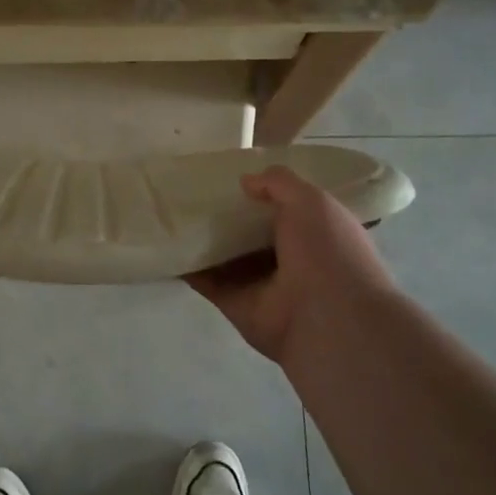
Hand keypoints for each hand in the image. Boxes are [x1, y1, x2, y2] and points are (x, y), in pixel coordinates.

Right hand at [186, 166, 400, 362]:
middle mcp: (288, 259)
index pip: (285, 208)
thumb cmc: (328, 253)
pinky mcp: (234, 304)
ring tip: (173, 211)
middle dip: (227, 214)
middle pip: (250, 232)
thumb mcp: (312, 201)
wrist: (329, 320)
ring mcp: (259, 283)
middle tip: (194, 188)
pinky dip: (187, 266)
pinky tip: (167, 244)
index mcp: (314, 234)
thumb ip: (279, 184)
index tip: (232, 174)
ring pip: (225, 256)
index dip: (262, 192)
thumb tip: (246, 181)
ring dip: (203, 238)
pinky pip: (206, 281)